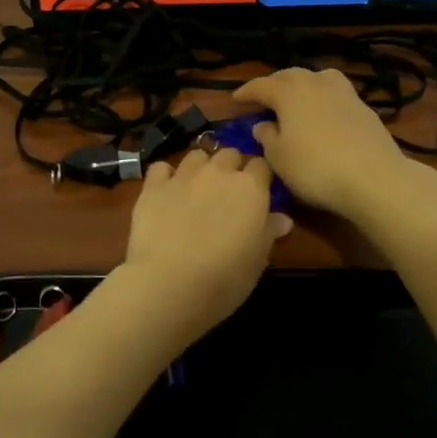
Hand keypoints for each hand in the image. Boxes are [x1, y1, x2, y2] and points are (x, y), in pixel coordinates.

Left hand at [122, 147, 291, 338]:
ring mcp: (184, 176)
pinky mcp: (154, 186)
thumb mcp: (257, 261)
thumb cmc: (224, 278)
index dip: (259, 178)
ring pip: (197, 155)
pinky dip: (166, 175)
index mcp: (251, 189)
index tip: (257, 193)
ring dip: (201, 167)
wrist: (170, 283)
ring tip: (197, 188)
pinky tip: (166, 191)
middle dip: (231, 167)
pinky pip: (162, 168)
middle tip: (227, 193)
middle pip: (230, 154)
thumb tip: (283, 219)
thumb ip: (269, 232)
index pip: (261, 166)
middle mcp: (219, 173)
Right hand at [232, 68, 414, 219]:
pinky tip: (322, 115)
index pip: (261, 85)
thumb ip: (267, 137)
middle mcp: (316, 83)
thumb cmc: (315, 167)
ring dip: (303, 86)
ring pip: (317, 79)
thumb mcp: (279, 157)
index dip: (246, 92)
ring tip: (296, 100)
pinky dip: (323, 99)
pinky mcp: (364, 108)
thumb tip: (263, 125)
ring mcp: (344, 93)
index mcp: (289, 91)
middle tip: (263, 98)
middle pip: (290, 76)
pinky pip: (335, 94)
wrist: (374, 178)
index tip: (234, 100)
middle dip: (274, 85)